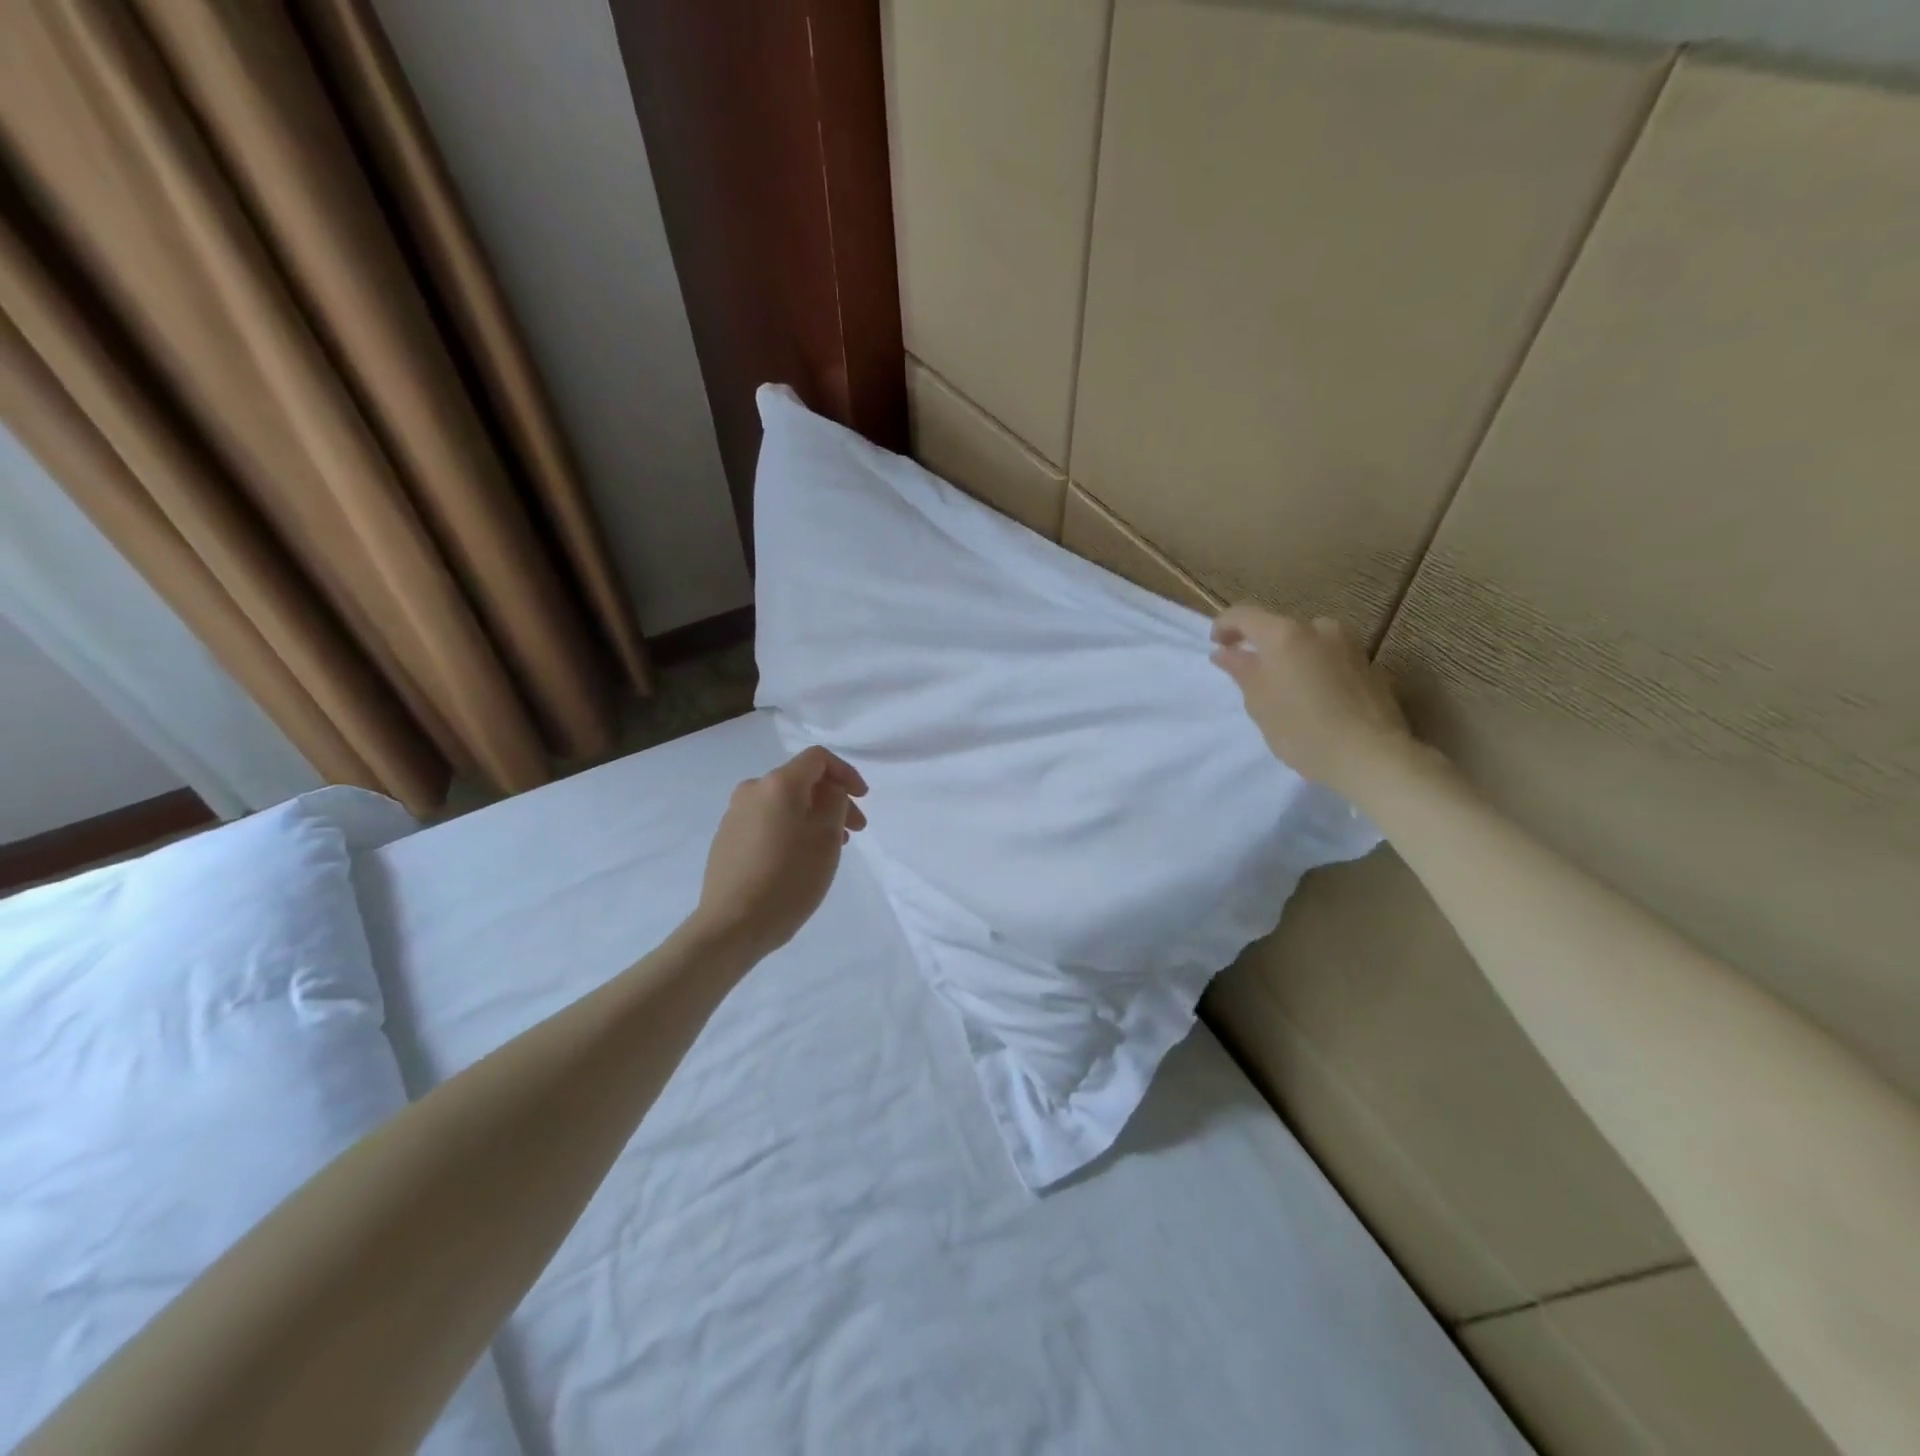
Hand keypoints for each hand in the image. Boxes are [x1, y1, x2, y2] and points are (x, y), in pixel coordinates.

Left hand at [691, 746, 868, 960]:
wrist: (732, 926)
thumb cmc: (788, 879)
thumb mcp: (826, 839)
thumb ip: (834, 803)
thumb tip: (830, 790)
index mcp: (778, 784)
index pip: (818, 758)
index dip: (846, 772)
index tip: (863, 798)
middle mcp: (752, 790)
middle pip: (801, 781)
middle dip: (832, 800)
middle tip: (856, 830)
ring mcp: (735, 814)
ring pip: (784, 803)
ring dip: (813, 816)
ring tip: (831, 847)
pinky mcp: (727, 838)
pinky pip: (767, 821)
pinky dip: (790, 828)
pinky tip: (800, 857)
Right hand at [1209, 606, 1423, 801]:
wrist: (1370, 755)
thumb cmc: (1302, 729)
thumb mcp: (1259, 703)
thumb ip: (1241, 670)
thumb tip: (1225, 652)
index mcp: (1285, 634)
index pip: (1244, 615)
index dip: (1224, 626)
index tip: (1217, 646)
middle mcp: (1319, 629)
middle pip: (1279, 628)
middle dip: (1262, 646)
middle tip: (1251, 677)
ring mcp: (1349, 645)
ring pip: (1308, 642)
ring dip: (1291, 658)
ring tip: (1286, 690)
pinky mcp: (1370, 665)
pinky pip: (1331, 658)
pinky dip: (1316, 669)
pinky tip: (1316, 700)